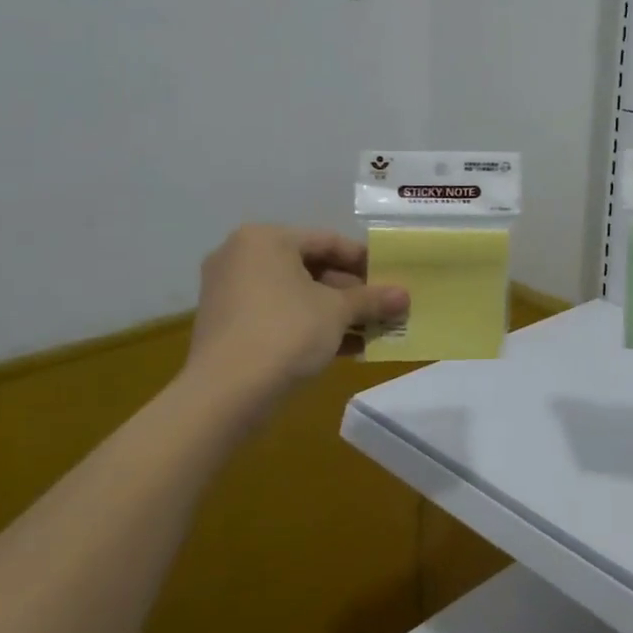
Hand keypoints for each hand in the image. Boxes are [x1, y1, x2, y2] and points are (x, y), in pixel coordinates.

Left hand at [183, 225, 408, 412]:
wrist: (226, 392)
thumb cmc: (286, 331)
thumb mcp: (338, 312)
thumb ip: (372, 299)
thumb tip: (405, 296)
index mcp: (265, 239)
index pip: (327, 241)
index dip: (364, 261)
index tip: (391, 278)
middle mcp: (242, 257)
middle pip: (310, 267)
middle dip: (351, 291)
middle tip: (383, 307)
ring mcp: (230, 292)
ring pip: (296, 295)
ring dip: (335, 312)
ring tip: (371, 330)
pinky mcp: (228, 325)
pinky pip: (279, 315)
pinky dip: (310, 326)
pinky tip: (345, 348)